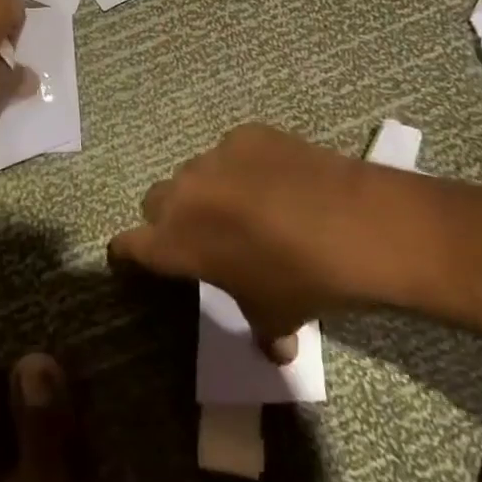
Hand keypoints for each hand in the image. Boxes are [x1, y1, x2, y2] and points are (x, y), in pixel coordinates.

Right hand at [108, 124, 367, 358]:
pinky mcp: (245, 134)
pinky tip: (279, 181)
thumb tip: (275, 348)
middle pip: (155, 201)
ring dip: (209, 190)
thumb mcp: (275, 314)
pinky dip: (246, 166)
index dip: (128, 253)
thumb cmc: (301, 279)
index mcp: (176, 241)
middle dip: (171, 217)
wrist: (353, 224)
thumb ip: (261, 328)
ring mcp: (214, 157)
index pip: (128, 244)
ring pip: (195, 173)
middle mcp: (184, 193)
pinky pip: (233, 151)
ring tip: (248, 207)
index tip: (132, 257)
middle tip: (203, 235)